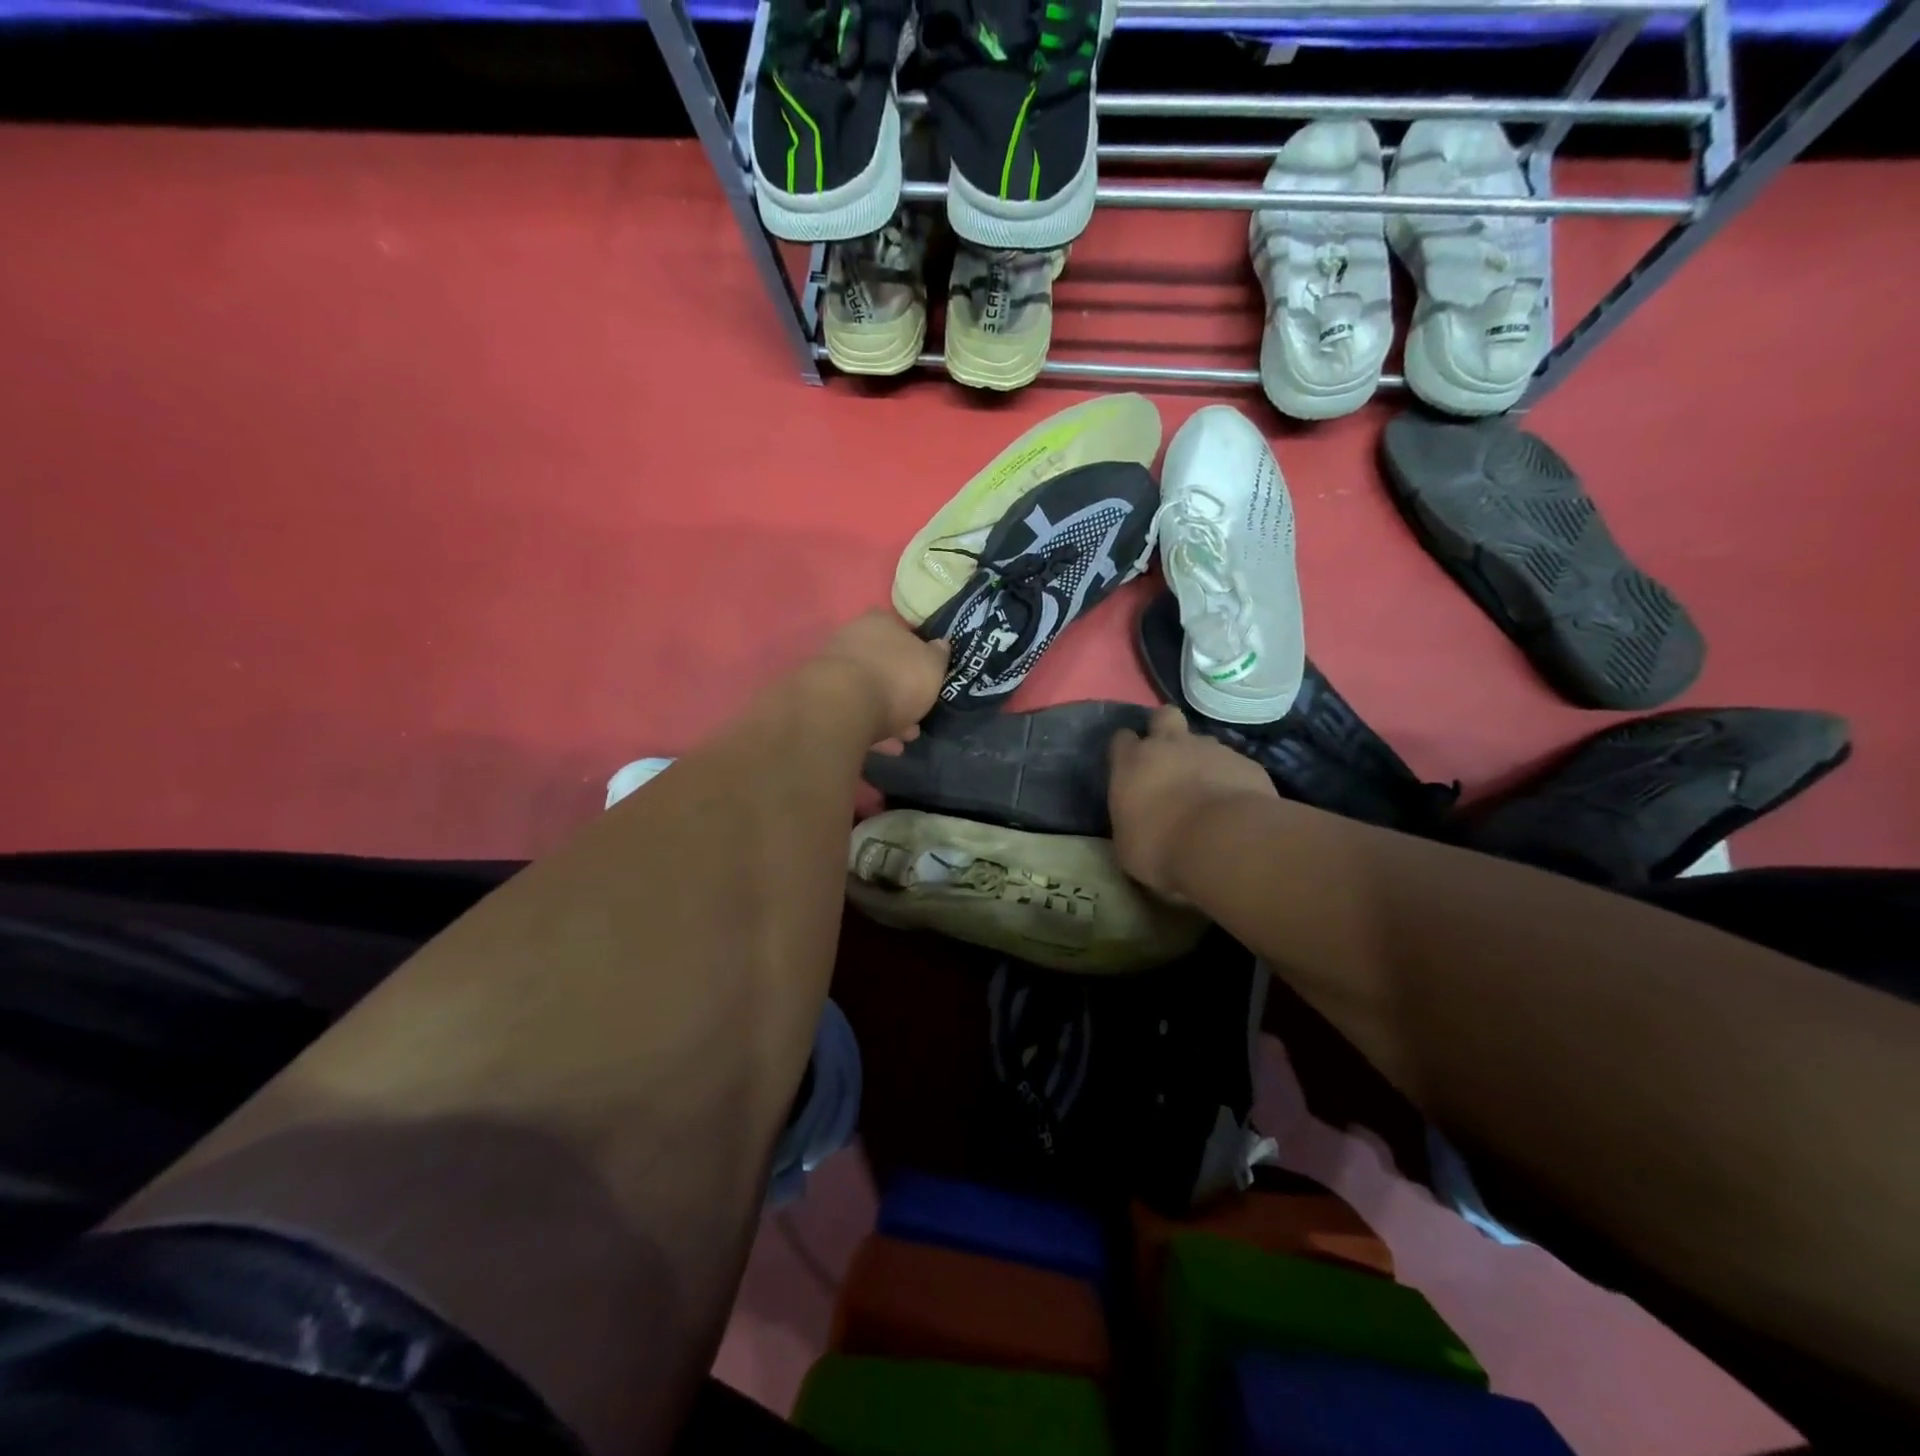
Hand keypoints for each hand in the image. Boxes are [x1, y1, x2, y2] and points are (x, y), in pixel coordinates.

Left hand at [812, 609, 950, 745]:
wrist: (842, 707)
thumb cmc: (896, 678)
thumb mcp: (933, 666)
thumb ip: (938, 655)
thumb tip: (940, 645)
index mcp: (880, 622)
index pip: (900, 630)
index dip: (916, 653)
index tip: (926, 675)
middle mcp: (852, 637)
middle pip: (883, 663)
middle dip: (901, 689)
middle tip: (917, 713)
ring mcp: (833, 667)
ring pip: (867, 690)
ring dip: (887, 712)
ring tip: (904, 737)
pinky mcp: (821, 697)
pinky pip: (853, 711)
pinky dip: (869, 726)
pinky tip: (886, 746)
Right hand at [1109, 705, 1277, 900]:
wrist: (1224, 842)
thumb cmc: (1160, 846)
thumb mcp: (1127, 844)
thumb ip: (1130, 821)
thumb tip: (1137, 821)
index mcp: (1133, 762)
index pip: (1122, 739)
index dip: (1127, 750)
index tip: (1131, 767)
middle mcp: (1171, 745)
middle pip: (1164, 716)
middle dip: (1165, 729)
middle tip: (1169, 758)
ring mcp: (1212, 750)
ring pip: (1204, 742)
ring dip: (1202, 759)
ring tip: (1208, 790)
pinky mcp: (1247, 763)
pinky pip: (1236, 765)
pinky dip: (1233, 779)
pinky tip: (1236, 806)